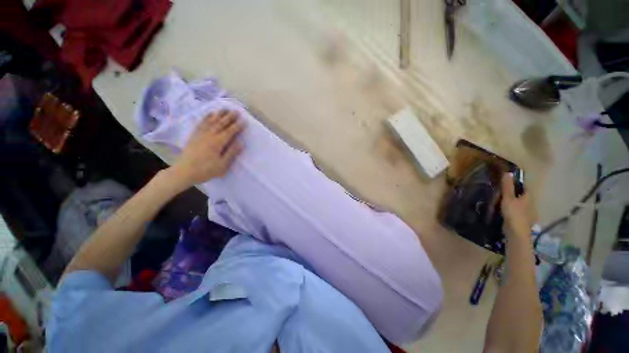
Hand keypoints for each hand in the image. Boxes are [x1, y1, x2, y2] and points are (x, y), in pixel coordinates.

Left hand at [169, 110, 243, 188]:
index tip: (244, 120)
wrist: (184, 171)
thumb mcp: (222, 165)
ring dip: (219, 114)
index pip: (230, 132)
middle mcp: (209, 135)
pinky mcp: (194, 135)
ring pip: (211, 121)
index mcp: (218, 143)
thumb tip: (241, 143)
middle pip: (221, 124)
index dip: (237, 126)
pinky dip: (206, 117)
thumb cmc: (206, 170)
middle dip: (229, 117)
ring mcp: (200, 134)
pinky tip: (210, 114)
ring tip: (225, 108)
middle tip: (236, 110)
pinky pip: (201, 123)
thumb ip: (232, 153)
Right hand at [500, 173, 533, 239]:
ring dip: (513, 202)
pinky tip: (505, 211)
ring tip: (501, 200)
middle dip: (514, 193)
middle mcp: (530, 204)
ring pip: (520, 204)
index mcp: (528, 197)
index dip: (516, 183)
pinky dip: (512, 209)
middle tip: (501, 191)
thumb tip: (508, 172)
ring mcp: (527, 213)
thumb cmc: (513, 213)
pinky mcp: (522, 220)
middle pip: (522, 195)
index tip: (506, 181)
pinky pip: (517, 211)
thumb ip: (507, 186)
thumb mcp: (508, 198)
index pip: (524, 187)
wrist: (516, 232)